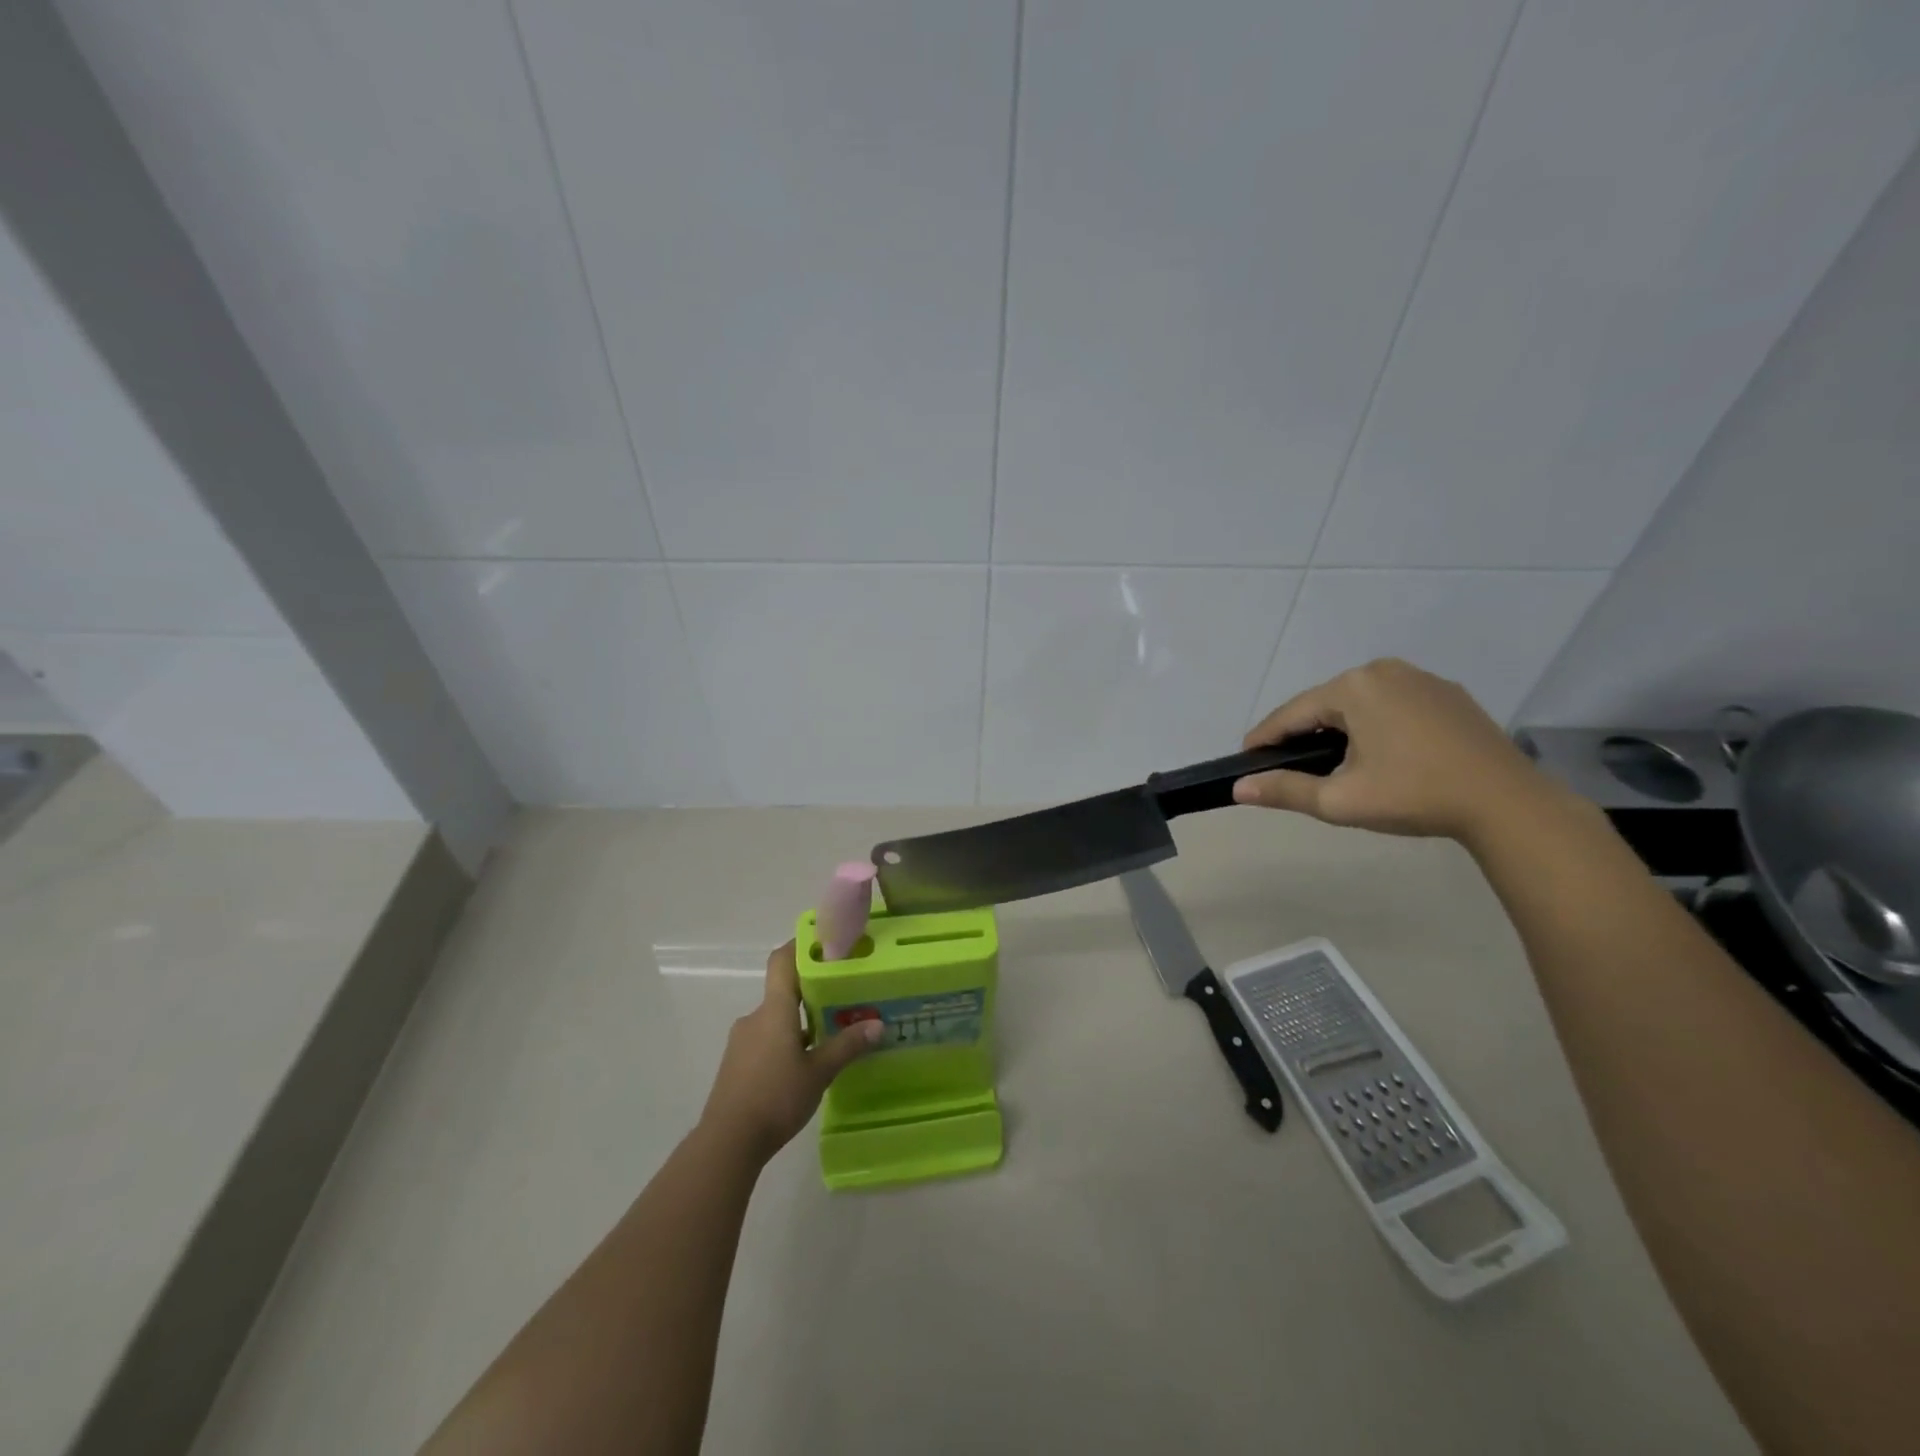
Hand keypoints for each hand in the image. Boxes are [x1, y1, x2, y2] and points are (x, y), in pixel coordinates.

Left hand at [699, 941, 881, 1162]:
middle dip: (812, 991)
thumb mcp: (819, 1072)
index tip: (827, 944)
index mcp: (774, 1009)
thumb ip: (847, 1046)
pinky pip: (766, 1039)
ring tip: (830, 1034)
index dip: (801, 946)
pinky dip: (786, 1042)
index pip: (782, 960)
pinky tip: (805, 1064)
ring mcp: (743, 1041)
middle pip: (783, 990)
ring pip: (776, 1018)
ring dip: (800, 1021)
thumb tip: (878, 1024)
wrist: (727, 1142)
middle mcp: (756, 1017)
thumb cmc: (775, 1097)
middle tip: (843, 995)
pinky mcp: (737, 1064)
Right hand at [1235, 658, 1556, 841]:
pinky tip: (1381, 754)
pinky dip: (1376, 725)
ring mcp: (1421, 678)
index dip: (1265, 738)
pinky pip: (1393, 704)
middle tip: (1290, 767)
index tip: (1247, 760)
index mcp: (1353, 687)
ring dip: (1340, 729)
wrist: (1507, 803)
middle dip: (1304, 733)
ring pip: (1360, 702)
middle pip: (1325, 704)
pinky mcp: (1448, 694)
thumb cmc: (1414, 796)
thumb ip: (1285, 790)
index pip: (1291, 713)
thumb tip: (1239, 787)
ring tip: (1333, 764)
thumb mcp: (1339, 800)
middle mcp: (1383, 670)